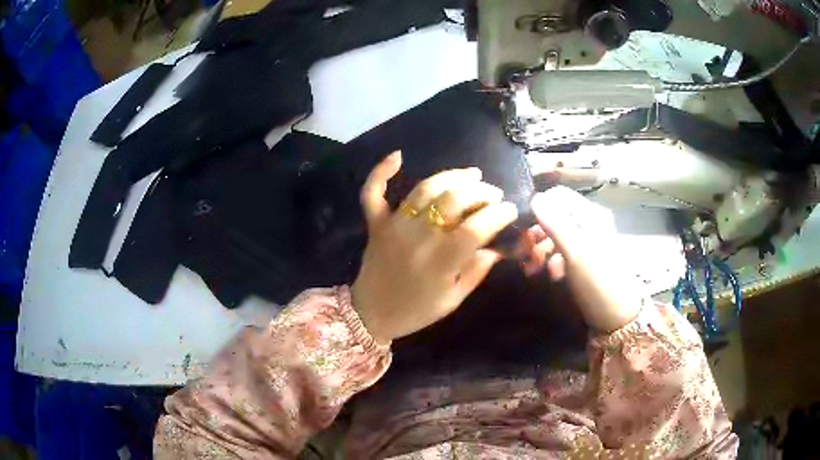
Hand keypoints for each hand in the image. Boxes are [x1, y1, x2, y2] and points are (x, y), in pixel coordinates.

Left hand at [351, 152, 518, 342]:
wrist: (371, 314)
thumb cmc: (416, 311)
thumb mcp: (453, 300)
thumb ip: (476, 272)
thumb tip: (496, 248)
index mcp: (441, 261)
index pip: (476, 228)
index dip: (498, 214)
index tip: (511, 210)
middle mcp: (419, 237)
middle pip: (454, 200)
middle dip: (481, 192)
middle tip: (494, 194)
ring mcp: (395, 226)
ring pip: (425, 189)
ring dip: (452, 176)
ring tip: (472, 174)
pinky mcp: (376, 223)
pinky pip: (373, 193)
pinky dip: (381, 172)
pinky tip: (398, 156)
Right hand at [526, 186, 642, 332]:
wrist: (619, 317)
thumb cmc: (599, 282)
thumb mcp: (576, 253)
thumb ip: (555, 224)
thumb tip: (535, 198)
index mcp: (590, 215)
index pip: (559, 195)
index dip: (539, 206)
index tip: (523, 225)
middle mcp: (589, 224)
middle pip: (555, 216)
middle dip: (536, 232)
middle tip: (523, 251)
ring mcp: (587, 243)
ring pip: (556, 236)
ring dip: (541, 250)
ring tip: (532, 269)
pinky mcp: (584, 262)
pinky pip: (562, 253)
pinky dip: (552, 262)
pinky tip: (551, 276)